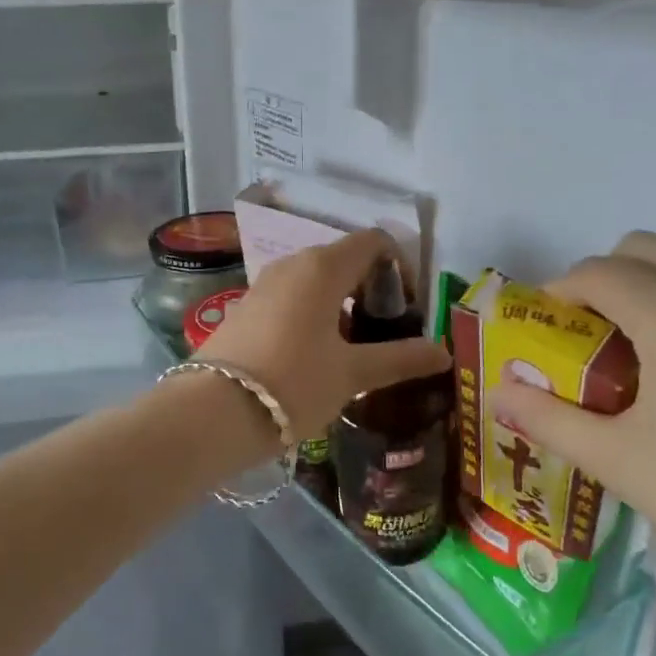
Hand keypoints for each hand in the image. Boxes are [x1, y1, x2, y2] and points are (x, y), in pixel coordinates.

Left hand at [198, 230, 450, 438]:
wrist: (212, 413)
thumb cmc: (293, 384)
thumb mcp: (352, 373)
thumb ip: (401, 358)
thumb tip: (443, 352)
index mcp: (322, 267)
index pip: (373, 242)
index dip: (400, 268)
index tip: (409, 309)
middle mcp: (292, 264)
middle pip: (345, 259)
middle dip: (372, 289)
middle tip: (388, 333)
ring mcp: (264, 285)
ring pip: (316, 280)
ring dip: (343, 305)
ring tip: (356, 349)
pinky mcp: (246, 308)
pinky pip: (292, 298)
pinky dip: (314, 314)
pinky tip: (317, 355)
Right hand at [493, 233, 655, 611]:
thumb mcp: (623, 464)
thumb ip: (550, 419)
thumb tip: (497, 393)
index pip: (595, 271)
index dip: (556, 294)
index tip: (539, 331)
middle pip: (642, 249)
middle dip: (601, 280)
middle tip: (586, 339)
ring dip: (651, 285)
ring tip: (641, 351)